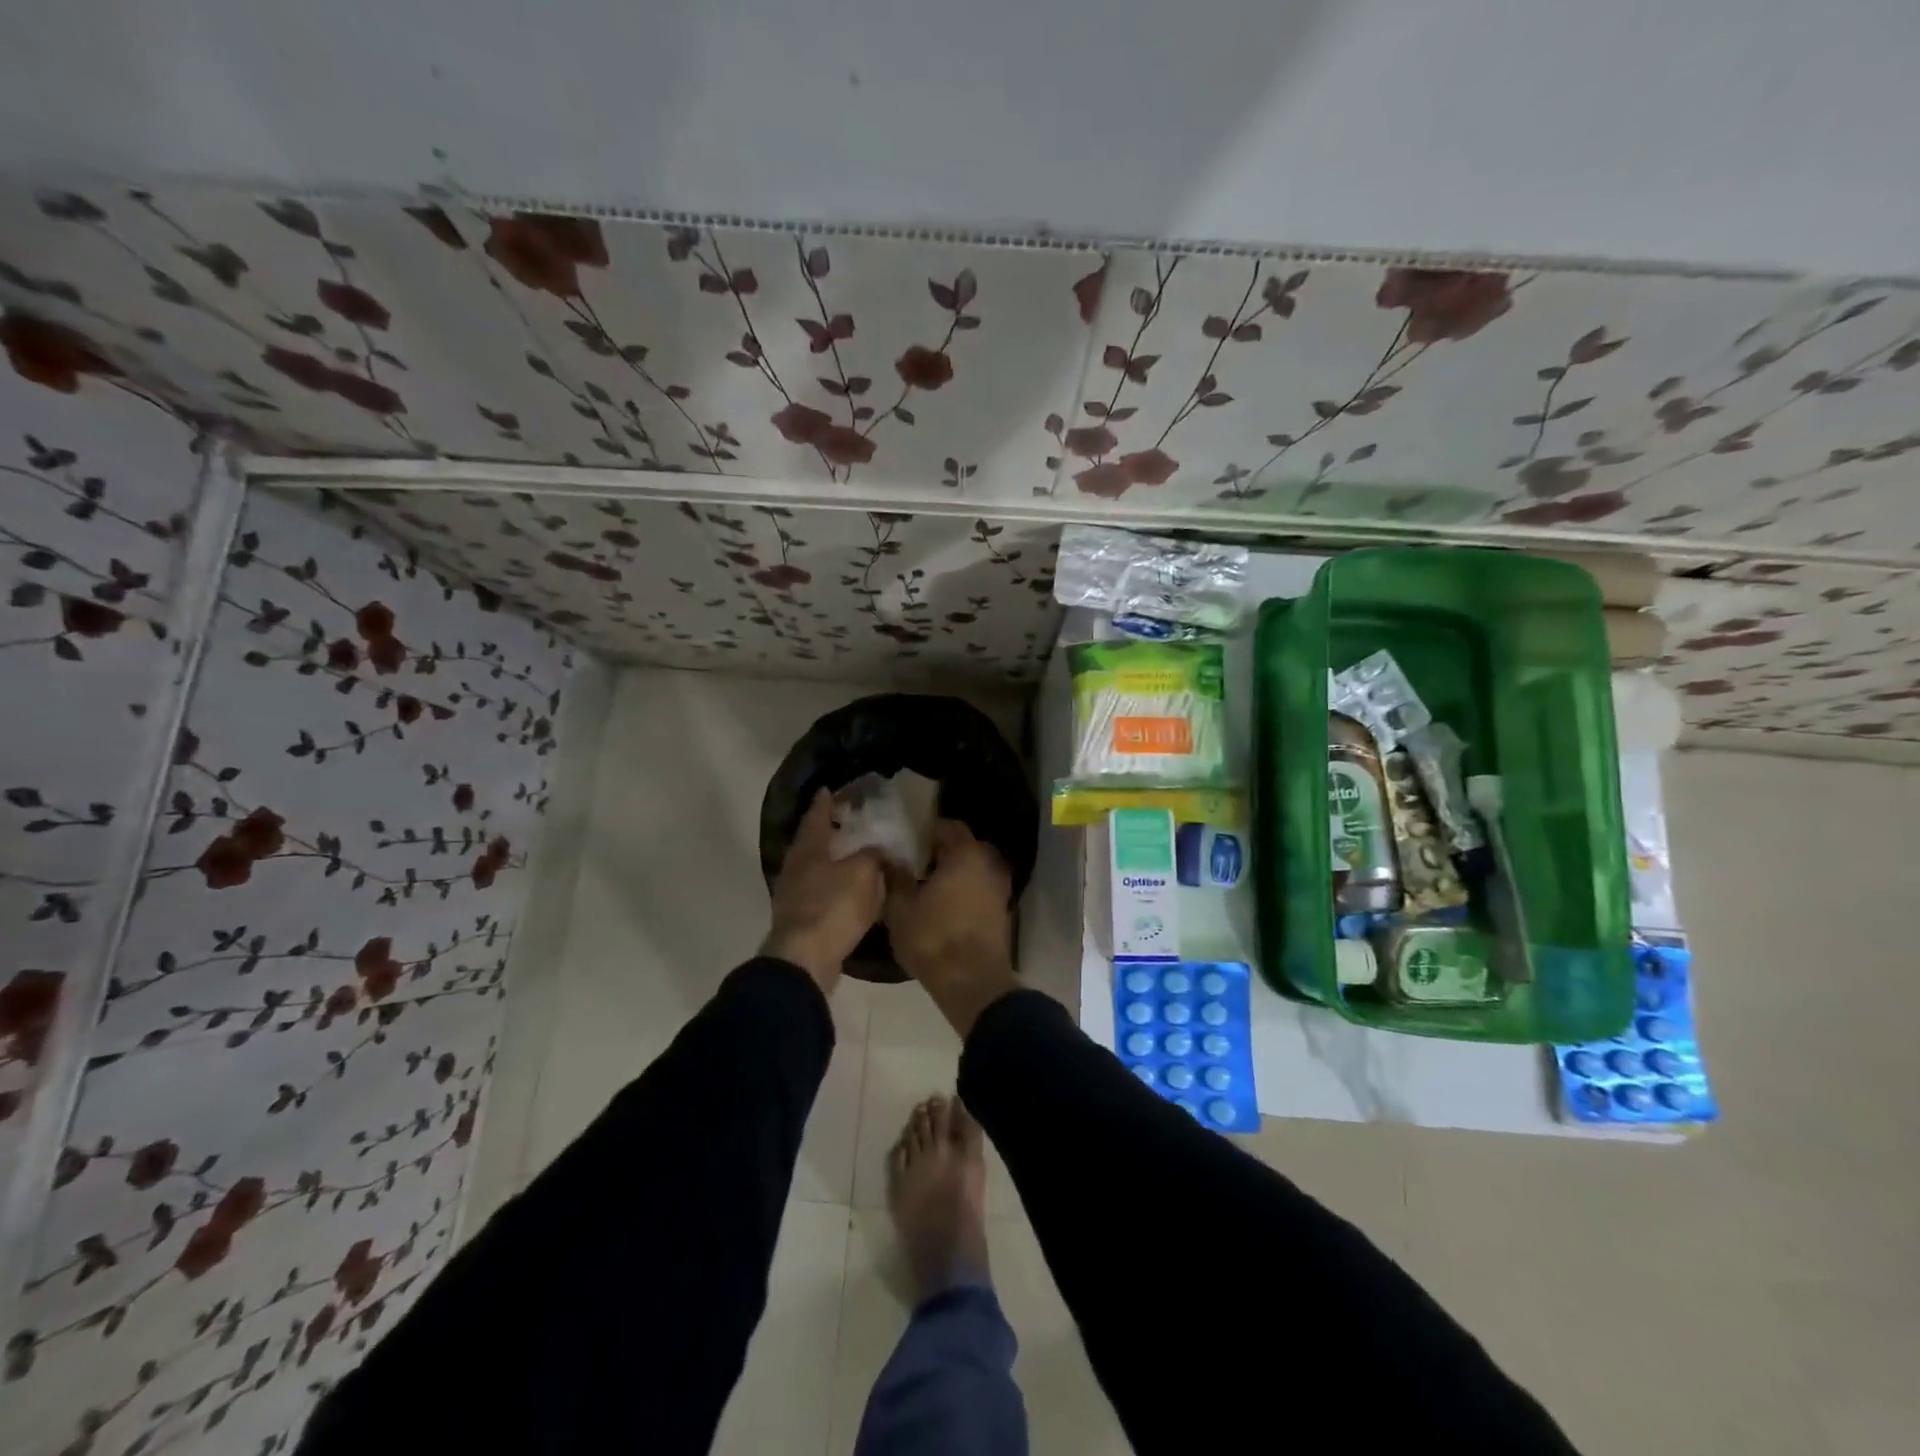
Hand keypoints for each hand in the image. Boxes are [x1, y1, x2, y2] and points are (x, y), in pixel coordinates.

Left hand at [762, 789, 885, 992]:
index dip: (824, 802)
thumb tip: (877, 851)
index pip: (816, 817)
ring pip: (816, 869)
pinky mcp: (801, 920)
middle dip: (827, 831)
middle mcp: (796, 868)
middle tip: (845, 821)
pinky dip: (835, 888)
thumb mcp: (863, 873)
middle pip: (811, 843)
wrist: (805, 959)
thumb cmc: (833, 906)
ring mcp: (794, 896)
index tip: (828, 789)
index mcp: (808, 849)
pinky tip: (850, 892)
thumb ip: (872, 856)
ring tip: (853, 856)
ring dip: (832, 861)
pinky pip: (822, 895)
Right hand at [886, 819, 1017, 1035]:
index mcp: (966, 854)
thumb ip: (896, 877)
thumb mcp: (901, 908)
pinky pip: (982, 890)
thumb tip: (891, 857)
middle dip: (945, 851)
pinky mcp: (1004, 912)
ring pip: (976, 869)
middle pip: (966, 846)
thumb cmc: (933, 938)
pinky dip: (968, 892)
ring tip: (931, 887)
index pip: (949, 827)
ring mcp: (1000, 888)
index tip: (910, 842)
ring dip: (958, 873)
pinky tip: (948, 906)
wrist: (972, 983)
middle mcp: (989, 864)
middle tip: (919, 864)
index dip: (928, 831)